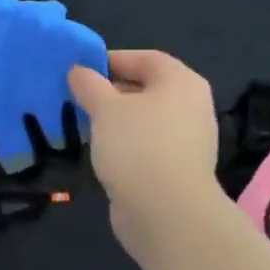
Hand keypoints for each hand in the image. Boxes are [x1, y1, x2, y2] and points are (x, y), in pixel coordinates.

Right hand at [69, 51, 231, 266]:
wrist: (166, 211)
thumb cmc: (137, 146)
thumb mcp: (105, 108)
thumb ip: (89, 85)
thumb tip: (78, 71)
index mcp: (181, 82)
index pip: (146, 58)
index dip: (113, 59)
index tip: (81, 70)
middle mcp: (191, 107)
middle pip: (148, 88)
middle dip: (112, 91)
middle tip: (78, 97)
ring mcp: (188, 141)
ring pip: (146, 119)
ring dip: (117, 120)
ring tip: (85, 124)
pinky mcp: (177, 169)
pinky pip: (147, 145)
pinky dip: (125, 143)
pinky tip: (102, 152)